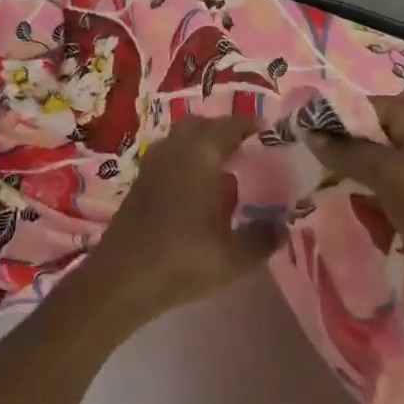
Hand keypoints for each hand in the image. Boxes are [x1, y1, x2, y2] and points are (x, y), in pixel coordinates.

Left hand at [84, 114, 280, 323]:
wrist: (121, 278)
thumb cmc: (181, 260)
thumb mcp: (233, 257)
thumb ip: (262, 238)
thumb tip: (283, 225)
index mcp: (199, 155)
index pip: (229, 126)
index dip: (250, 126)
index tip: (269, 132)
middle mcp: (175, 149)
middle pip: (201, 125)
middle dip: (224, 131)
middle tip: (248, 149)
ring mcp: (153, 163)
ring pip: (182, 139)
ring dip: (203, 145)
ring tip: (226, 170)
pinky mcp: (141, 181)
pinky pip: (169, 156)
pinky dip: (187, 161)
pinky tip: (199, 191)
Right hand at [306, 96, 403, 304]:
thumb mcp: (389, 176)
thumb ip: (346, 151)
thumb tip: (310, 133)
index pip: (362, 107)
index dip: (330, 124)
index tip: (301, 144)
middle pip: (369, 134)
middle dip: (347, 159)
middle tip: (325, 181)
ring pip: (378, 163)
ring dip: (362, 185)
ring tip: (358, 208)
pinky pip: (393, 187)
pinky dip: (380, 201)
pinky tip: (376, 223)